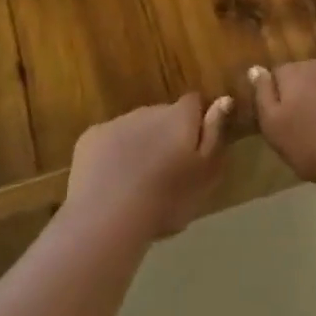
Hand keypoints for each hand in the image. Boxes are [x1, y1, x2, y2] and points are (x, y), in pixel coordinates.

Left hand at [66, 93, 232, 239]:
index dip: (197, 121)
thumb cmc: (167, 199)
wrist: (108, 216)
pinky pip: (108, 140)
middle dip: (166, 135)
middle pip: (163, 115)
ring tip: (139, 182)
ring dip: (140, 144)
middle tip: (168, 172)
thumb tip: (224, 99)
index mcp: (179, 117)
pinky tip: (112, 182)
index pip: (194, 102)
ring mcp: (117, 122)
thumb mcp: (205, 173)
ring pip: (135, 128)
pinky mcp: (90, 138)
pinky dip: (113, 154)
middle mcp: (148, 110)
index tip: (196, 148)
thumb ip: (215, 134)